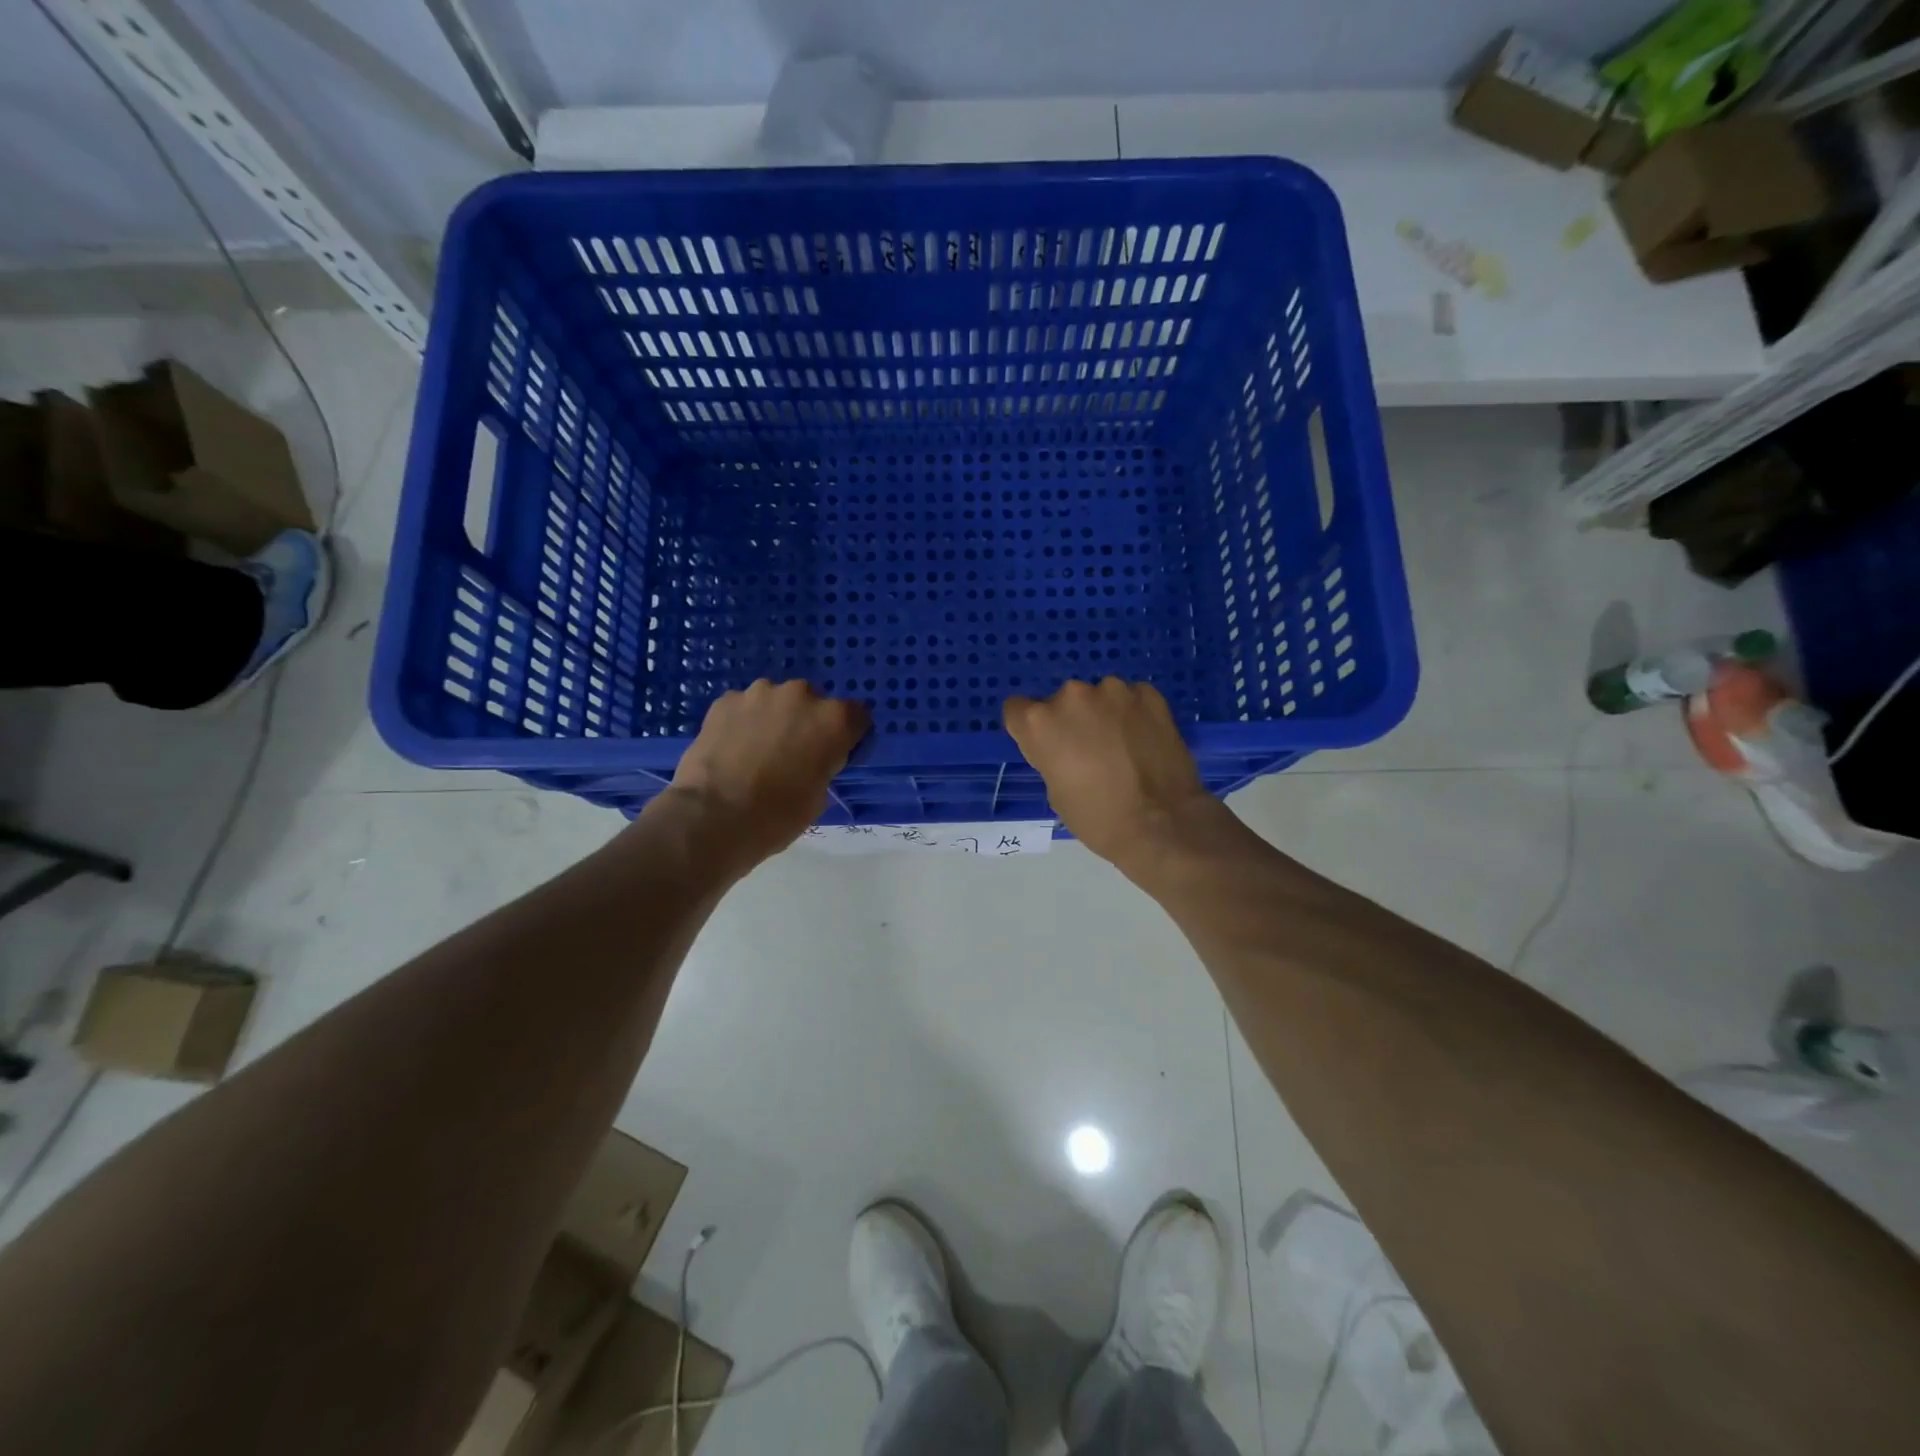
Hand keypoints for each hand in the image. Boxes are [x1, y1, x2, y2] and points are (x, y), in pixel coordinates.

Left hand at [666, 680, 869, 864]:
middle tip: (792, 753)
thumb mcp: (819, 796)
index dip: (847, 735)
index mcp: (834, 719)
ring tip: (757, 750)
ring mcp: (760, 693)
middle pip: (813, 703)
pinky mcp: (725, 700)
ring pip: (776, 701)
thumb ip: (824, 764)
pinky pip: (744, 707)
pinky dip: (743, 722)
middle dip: (806, 723)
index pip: (857, 716)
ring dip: (773, 719)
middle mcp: (801, 695)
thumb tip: (812, 758)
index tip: (835, 753)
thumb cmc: (777, 815)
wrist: (712, 816)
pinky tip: (732, 748)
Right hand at [1003, 678, 1218, 869]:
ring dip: (1104, 715)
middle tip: (1089, 752)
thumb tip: (1065, 747)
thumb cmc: (1098, 818)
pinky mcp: (1148, 694)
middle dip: (1072, 721)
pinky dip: (1133, 715)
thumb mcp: (1055, 791)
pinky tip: (1144, 742)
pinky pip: (1131, 699)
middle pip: (1062, 702)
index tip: (1046, 746)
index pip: (1017, 709)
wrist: (1162, 824)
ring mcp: (1113, 690)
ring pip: (1099, 697)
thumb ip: (1051, 756)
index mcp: (1040, 722)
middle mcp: (1072, 695)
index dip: (1030, 729)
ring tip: (1122, 748)